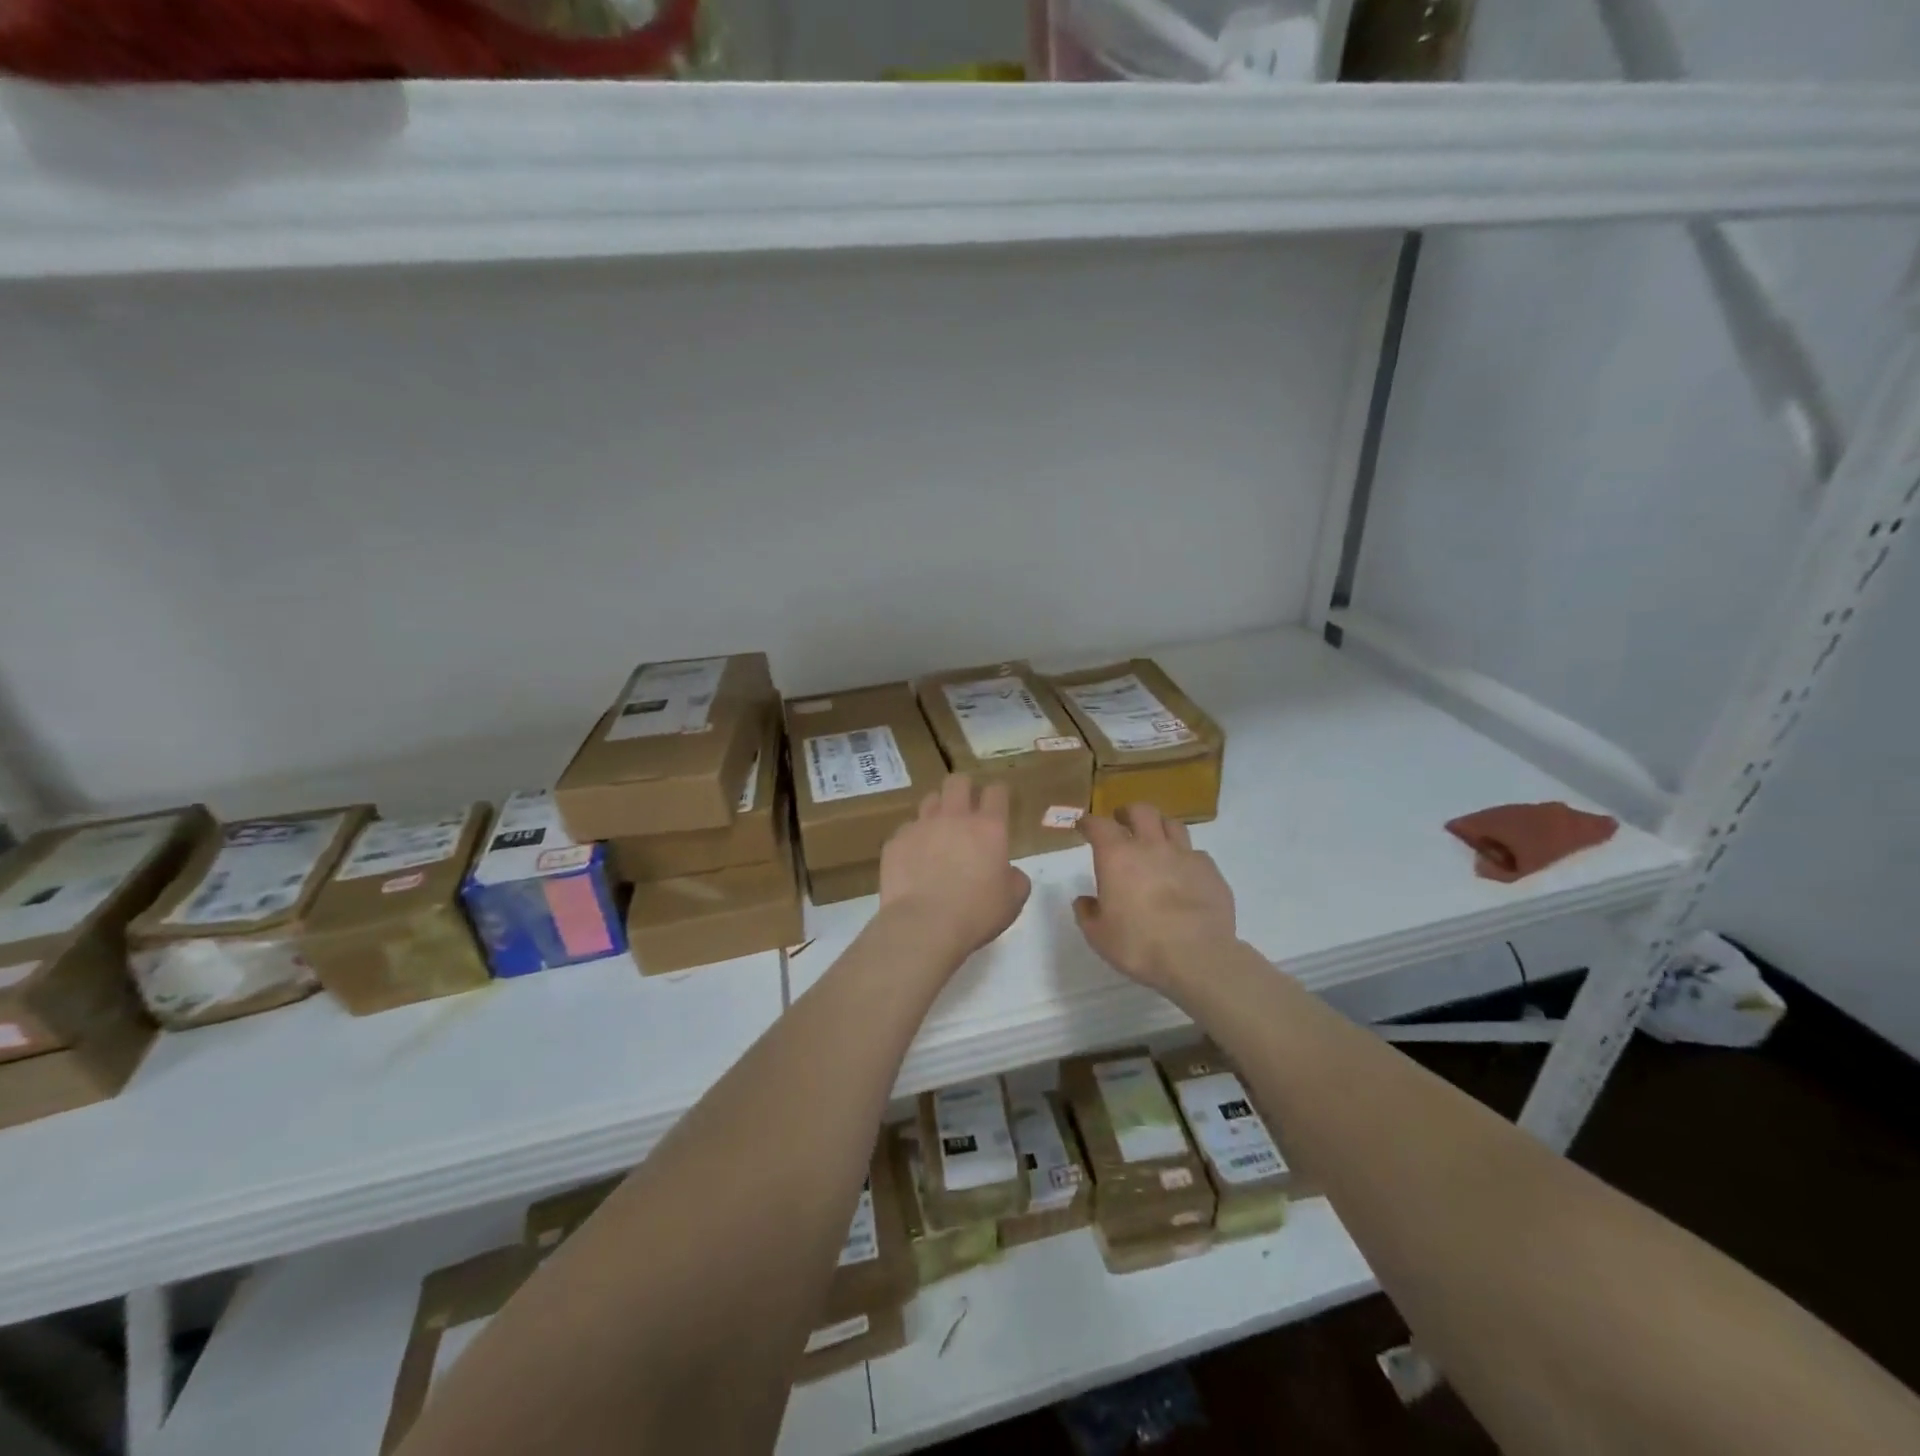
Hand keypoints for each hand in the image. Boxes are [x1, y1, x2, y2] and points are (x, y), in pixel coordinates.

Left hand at [879, 775, 1031, 958]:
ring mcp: (921, 826)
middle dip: (964, 788)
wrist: (924, 926)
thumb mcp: (1012, 901)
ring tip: (939, 830)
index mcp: (989, 828)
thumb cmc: (976, 914)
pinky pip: (906, 830)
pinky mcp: (896, 842)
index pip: (996, 792)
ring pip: (930, 799)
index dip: (998, 793)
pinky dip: (914, 839)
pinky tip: (914, 858)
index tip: (998, 801)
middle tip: (966, 806)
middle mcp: (954, 818)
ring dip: (937, 809)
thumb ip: (1015, 878)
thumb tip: (1008, 872)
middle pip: (958, 782)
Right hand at [1074, 803, 1235, 992]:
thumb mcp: (1099, 936)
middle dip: (1128, 812)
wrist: (1197, 957)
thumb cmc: (1138, 945)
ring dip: (1160, 827)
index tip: (1084, 826)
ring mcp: (1184, 855)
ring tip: (1156, 840)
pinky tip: (1184, 872)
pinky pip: (1196, 853)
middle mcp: (1150, 846)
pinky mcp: (1210, 871)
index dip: (1089, 822)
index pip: (1098, 825)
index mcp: (1117, 857)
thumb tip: (1084, 901)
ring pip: (1172, 824)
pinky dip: (1186, 857)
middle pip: (1141, 811)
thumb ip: (1087, 913)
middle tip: (1122, 822)